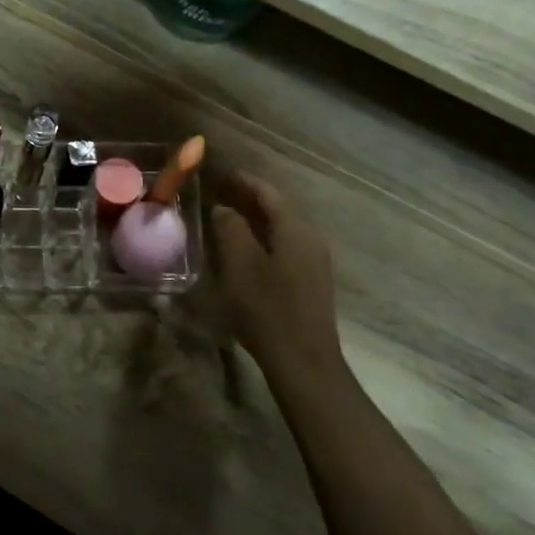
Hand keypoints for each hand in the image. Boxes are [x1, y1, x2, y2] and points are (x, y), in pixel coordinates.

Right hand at [211, 170, 341, 370]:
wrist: (303, 360)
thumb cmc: (267, 309)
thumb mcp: (239, 265)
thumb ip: (230, 230)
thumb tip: (224, 209)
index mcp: (295, 229)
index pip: (269, 193)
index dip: (244, 181)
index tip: (220, 173)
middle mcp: (310, 238)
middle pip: (279, 208)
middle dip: (250, 198)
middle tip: (219, 191)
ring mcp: (314, 261)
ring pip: (282, 228)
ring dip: (256, 218)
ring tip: (227, 215)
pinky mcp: (310, 281)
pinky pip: (285, 245)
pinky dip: (263, 237)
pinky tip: (245, 246)